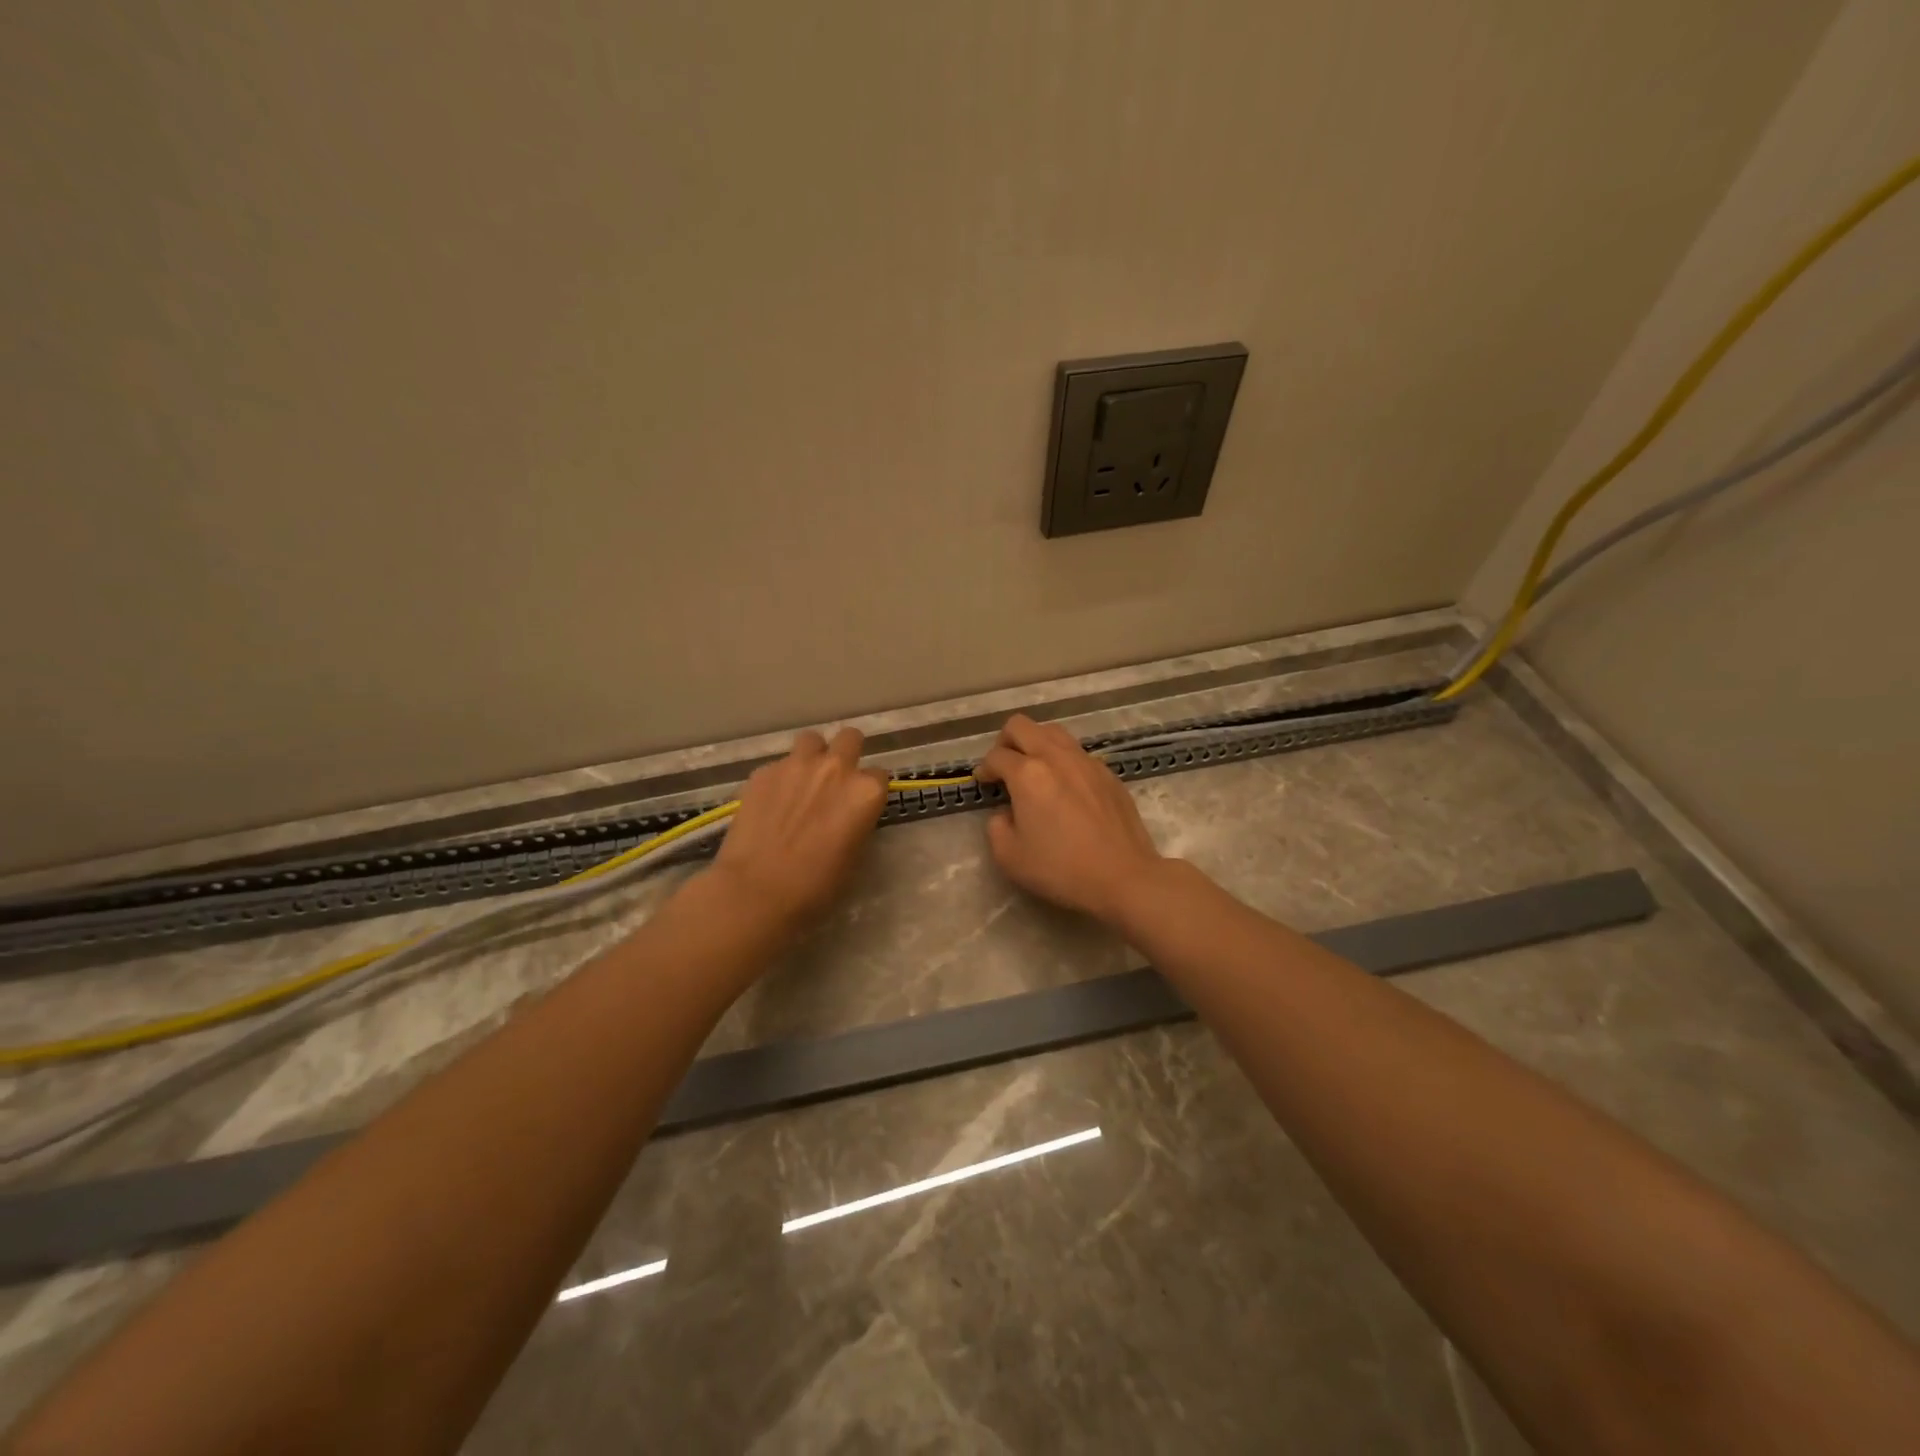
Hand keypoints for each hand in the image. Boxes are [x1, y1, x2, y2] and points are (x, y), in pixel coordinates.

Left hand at [710, 727, 888, 936]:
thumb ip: (856, 823)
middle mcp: (835, 768)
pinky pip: (778, 765)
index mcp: (865, 792)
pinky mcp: (763, 772)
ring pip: (811, 740)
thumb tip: (847, 816)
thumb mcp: (854, 857)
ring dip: (812, 755)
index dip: (869, 790)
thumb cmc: (816, 887)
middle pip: (850, 738)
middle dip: (847, 753)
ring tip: (802, 781)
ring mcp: (796, 765)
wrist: (757, 890)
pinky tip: (770, 803)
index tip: (859, 805)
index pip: (879, 775)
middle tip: (835, 779)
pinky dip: (779, 778)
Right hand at [973, 714, 1164, 925]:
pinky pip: (1077, 752)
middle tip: (1004, 767)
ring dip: (1036, 744)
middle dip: (1005, 742)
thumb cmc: (1061, 868)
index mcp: (1028, 774)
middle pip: (1022, 726)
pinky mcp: (1107, 773)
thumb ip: (996, 827)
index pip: (996, 756)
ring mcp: (1086, 761)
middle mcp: (1056, 757)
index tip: (984, 783)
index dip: (984, 768)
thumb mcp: (1009, 856)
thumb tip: (1006, 812)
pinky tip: (1065, 788)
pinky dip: (1062, 760)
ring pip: (1053, 732)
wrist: (1123, 876)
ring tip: (1034, 771)